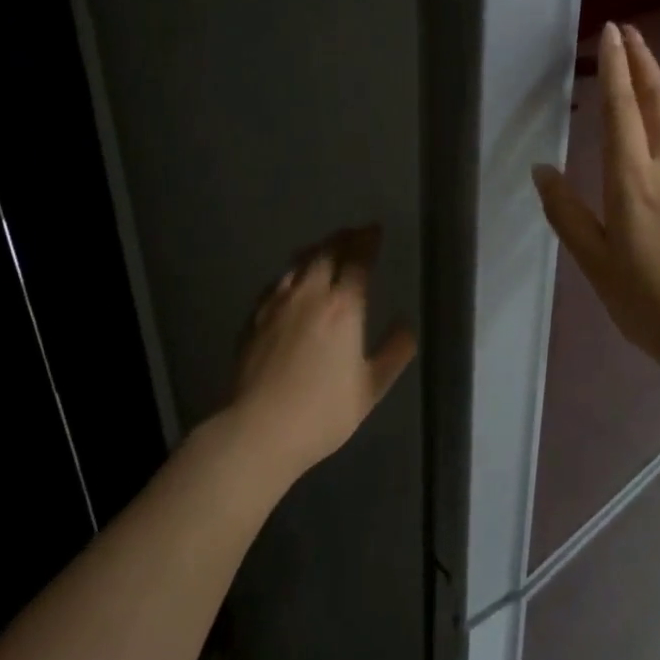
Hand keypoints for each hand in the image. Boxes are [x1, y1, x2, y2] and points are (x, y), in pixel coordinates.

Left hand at [231, 225, 415, 474]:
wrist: (259, 429)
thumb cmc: (323, 412)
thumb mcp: (371, 387)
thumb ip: (394, 353)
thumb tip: (406, 326)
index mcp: (343, 307)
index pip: (358, 260)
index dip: (368, 241)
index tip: (375, 230)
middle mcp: (309, 295)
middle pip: (326, 253)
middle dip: (343, 238)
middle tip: (354, 233)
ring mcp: (276, 304)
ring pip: (298, 264)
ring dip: (316, 251)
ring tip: (324, 249)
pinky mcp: (253, 319)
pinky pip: (277, 284)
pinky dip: (291, 274)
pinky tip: (291, 283)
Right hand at [533, 22, 659, 389]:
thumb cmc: (650, 304)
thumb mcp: (596, 265)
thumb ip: (567, 214)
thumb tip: (543, 170)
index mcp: (634, 183)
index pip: (623, 112)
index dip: (616, 69)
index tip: (611, 33)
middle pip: (659, 102)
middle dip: (644, 63)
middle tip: (631, 33)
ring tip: (649, 68)